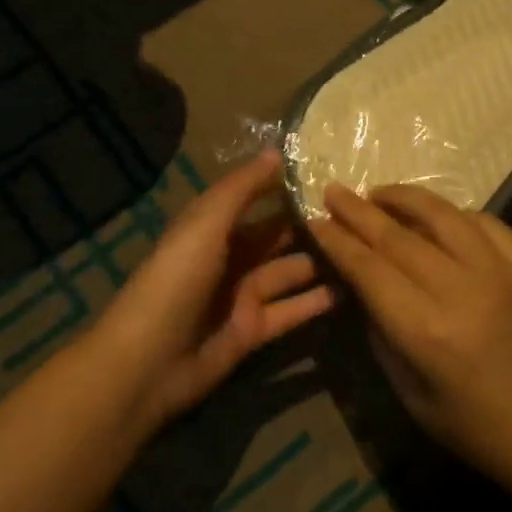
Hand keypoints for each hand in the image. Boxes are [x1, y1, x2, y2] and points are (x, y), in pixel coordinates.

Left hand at [90, 152, 335, 433]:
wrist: (150, 359)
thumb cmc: (177, 278)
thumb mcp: (206, 223)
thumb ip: (242, 189)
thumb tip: (277, 152)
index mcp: (211, 227)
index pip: (253, 199)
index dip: (283, 186)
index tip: (326, 172)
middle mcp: (228, 257)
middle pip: (273, 236)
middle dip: (307, 225)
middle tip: (355, 213)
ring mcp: (240, 296)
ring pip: (286, 272)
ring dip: (318, 262)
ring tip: (361, 248)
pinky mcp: (252, 331)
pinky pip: (289, 311)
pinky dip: (314, 302)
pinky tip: (349, 291)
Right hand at [308, 184, 511, 504]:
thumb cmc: (474, 428)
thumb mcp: (409, 394)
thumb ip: (381, 333)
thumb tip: (361, 286)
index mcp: (426, 331)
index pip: (368, 268)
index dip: (337, 241)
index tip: (315, 220)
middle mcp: (461, 291)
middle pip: (398, 236)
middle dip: (358, 211)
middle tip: (334, 191)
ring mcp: (502, 274)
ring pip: (444, 216)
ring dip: (405, 198)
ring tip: (379, 193)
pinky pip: (488, 224)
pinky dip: (457, 214)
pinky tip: (440, 216)